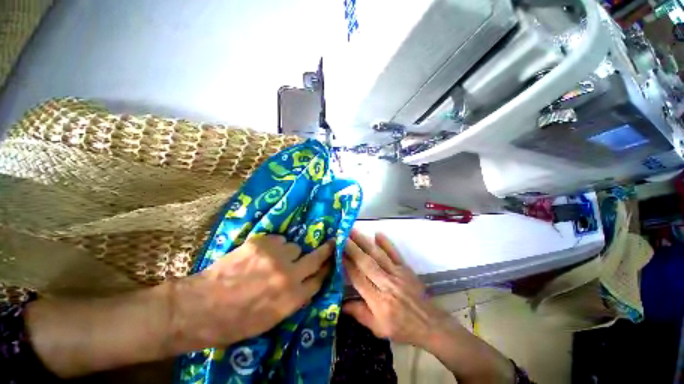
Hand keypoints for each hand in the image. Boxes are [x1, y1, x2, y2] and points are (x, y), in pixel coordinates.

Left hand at [170, 235, 333, 351]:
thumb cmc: (235, 322)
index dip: (326, 270)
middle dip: (327, 250)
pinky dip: (274, 246)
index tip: (332, 262)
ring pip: (294, 246)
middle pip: (316, 257)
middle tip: (332, 243)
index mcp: (291, 299)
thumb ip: (293, 299)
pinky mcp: (261, 242)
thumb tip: (306, 283)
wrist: (199, 307)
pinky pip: (278, 239)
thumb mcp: (271, 320)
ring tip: (274, 259)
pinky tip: (261, 254)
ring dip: (289, 252)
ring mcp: (275, 256)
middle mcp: (288, 275)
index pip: (319, 279)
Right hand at [342, 229, 448, 346]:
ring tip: (353, 232)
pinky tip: (377, 233)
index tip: (338, 253)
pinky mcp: (405, 268)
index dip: (347, 265)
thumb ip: (360, 314)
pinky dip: (386, 243)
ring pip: (378, 255)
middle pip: (366, 263)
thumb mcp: (378, 329)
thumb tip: (341, 304)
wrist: (429, 324)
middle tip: (342, 237)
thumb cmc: (402, 328)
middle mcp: (386, 284)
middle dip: (352, 248)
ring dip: (364, 242)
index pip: (358, 278)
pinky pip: (394, 253)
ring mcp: (397, 274)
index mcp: (378, 301)